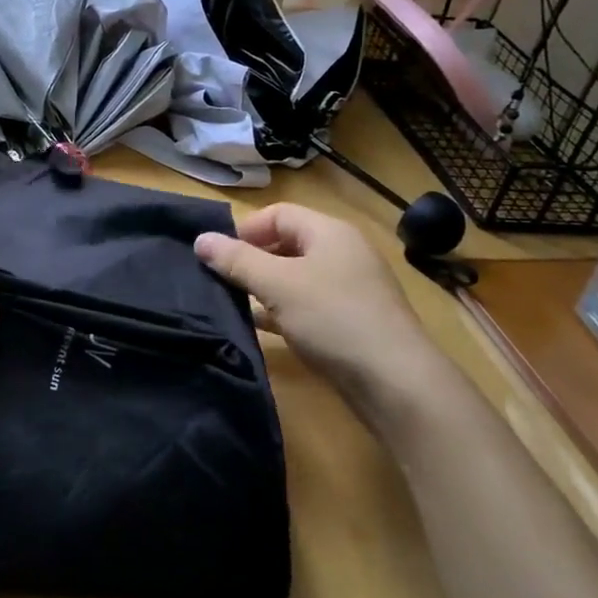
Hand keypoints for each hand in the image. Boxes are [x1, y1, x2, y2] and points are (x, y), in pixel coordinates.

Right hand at [195, 204, 459, 436]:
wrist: (397, 383)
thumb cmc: (333, 318)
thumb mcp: (277, 284)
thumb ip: (236, 260)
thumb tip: (200, 239)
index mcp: (329, 232)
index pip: (277, 214)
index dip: (245, 230)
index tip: (218, 256)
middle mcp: (343, 254)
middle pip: (286, 244)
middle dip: (251, 259)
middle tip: (222, 281)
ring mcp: (350, 289)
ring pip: (295, 278)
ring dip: (264, 288)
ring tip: (234, 304)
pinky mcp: (351, 322)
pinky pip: (307, 306)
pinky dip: (282, 311)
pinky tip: (260, 328)